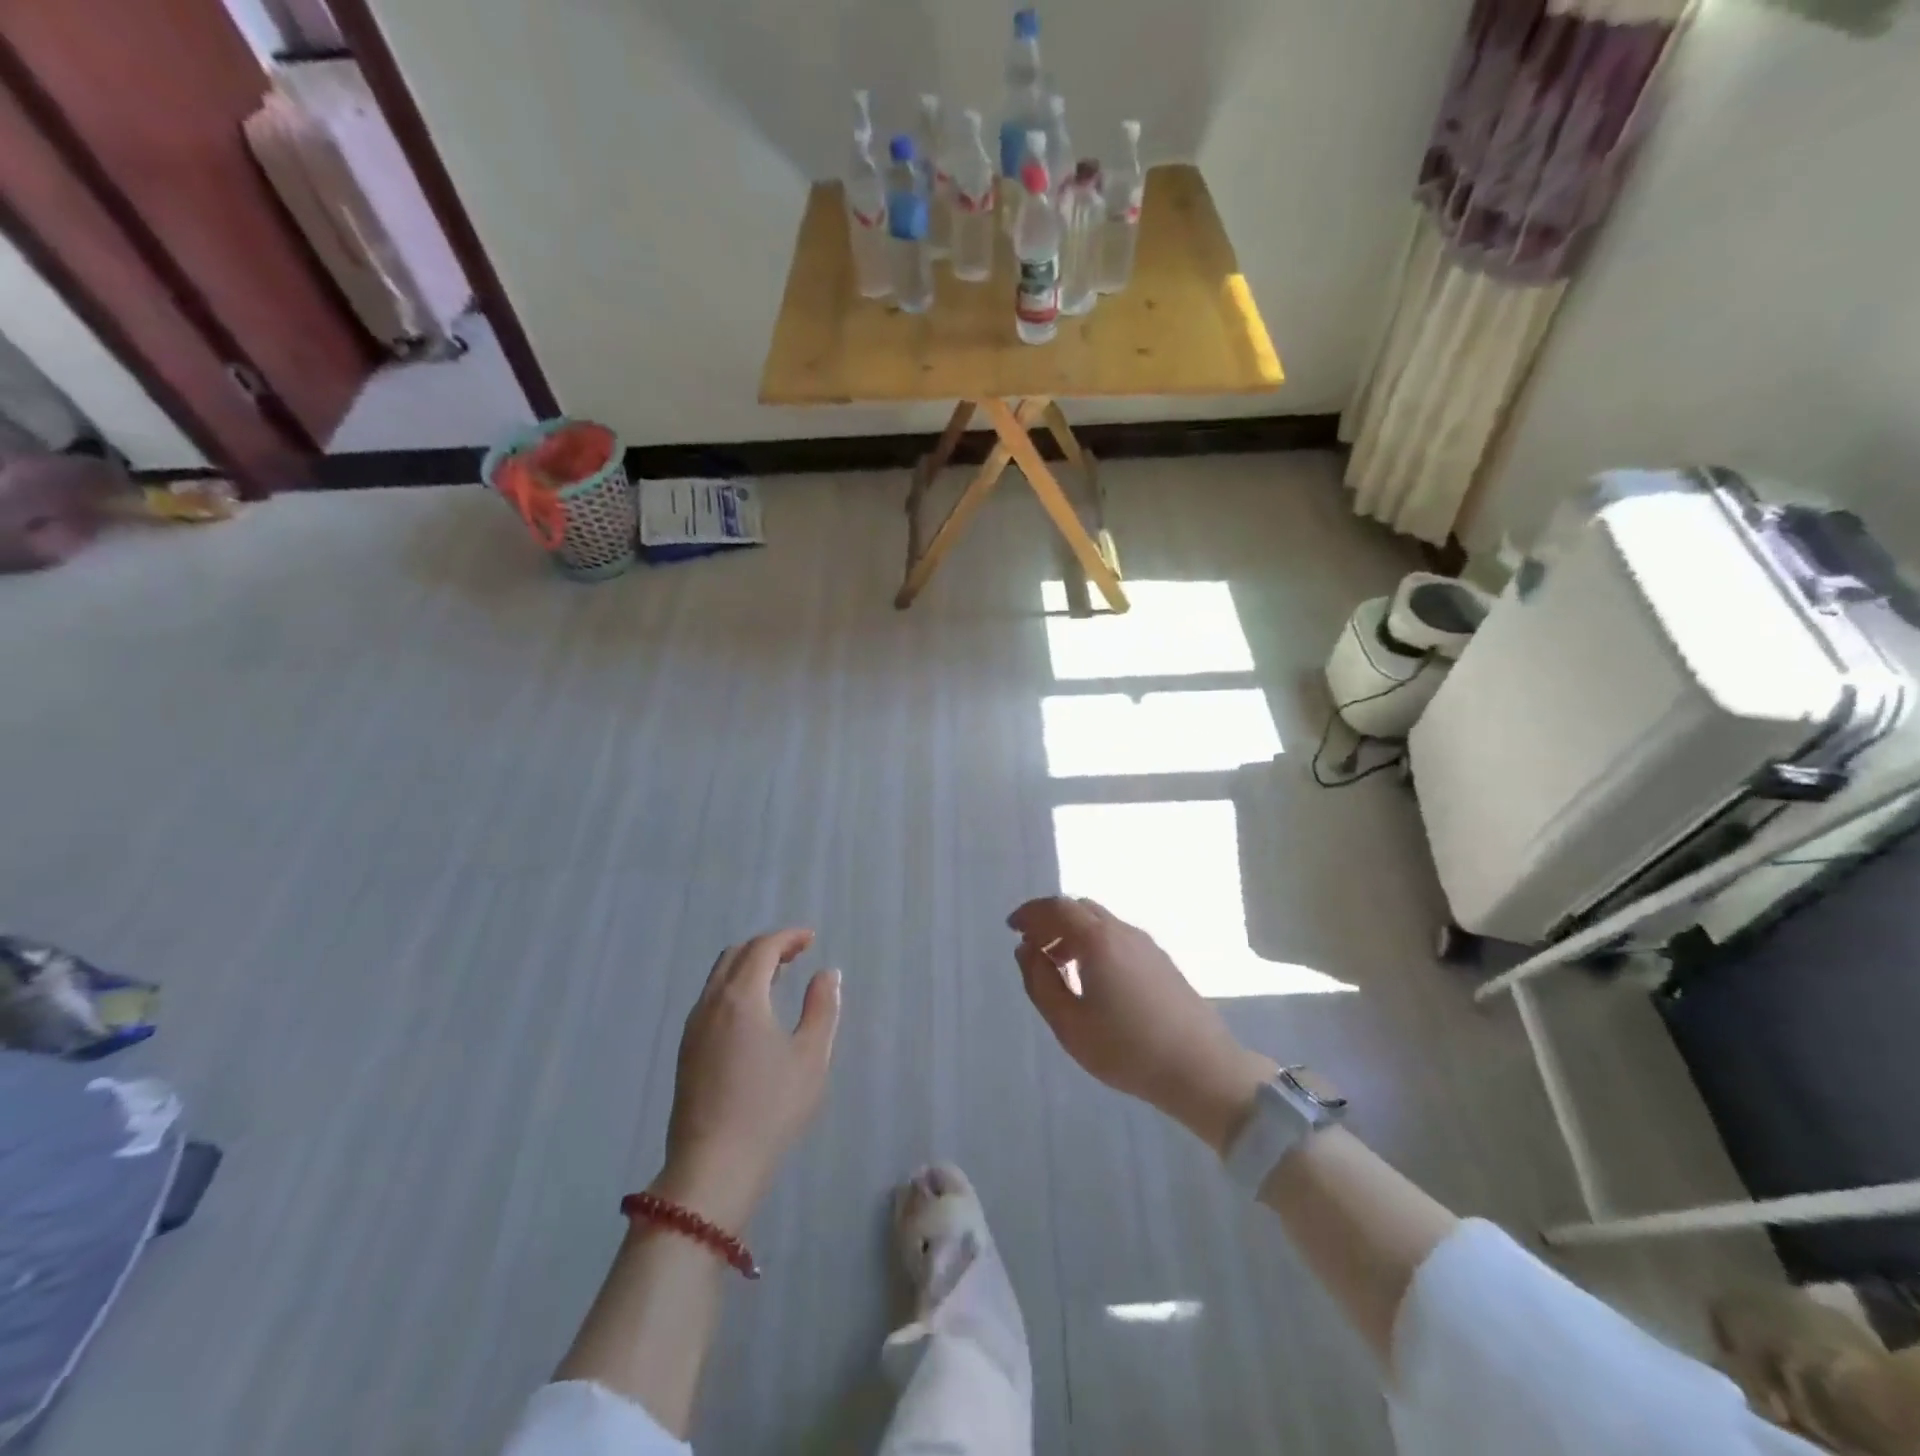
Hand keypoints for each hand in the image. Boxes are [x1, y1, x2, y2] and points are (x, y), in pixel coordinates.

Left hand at [653, 928, 840, 1231]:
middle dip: (767, 946)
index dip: (788, 937)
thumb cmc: (770, 1109)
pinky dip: (734, 988)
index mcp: (741, 997)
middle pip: (735, 956)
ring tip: (778, 978)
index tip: (811, 939)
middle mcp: (711, 1004)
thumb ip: (822, 1008)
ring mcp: (693, 1029)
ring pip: (719, 977)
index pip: (762, 948)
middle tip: (797, 954)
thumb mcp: (811, 1057)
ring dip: (748, 966)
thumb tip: (827, 973)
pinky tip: (754, 1013)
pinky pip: (711, 1000)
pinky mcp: (686, 1052)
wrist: (712, 1169)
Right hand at [1009, 897, 1272, 1152]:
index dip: (1030, 913)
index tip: (1012, 928)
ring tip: (1058, 965)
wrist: (1200, 1068)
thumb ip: (1040, 983)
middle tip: (1032, 947)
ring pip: (1100, 921)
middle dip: (1050, 920)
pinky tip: (1091, 976)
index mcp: (1097, 939)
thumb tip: (1027, 951)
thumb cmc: (1127, 1049)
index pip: (1056, 908)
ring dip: (1073, 932)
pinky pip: (1116, 936)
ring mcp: (1145, 944)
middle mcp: (1122, 931)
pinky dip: (1093, 942)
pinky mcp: (1160, 960)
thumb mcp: (1069, 1024)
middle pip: (1079, 908)